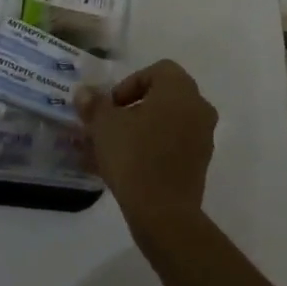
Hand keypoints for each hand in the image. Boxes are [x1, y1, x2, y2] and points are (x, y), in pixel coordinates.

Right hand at [74, 60, 215, 234]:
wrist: (163, 214)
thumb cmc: (134, 156)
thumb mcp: (104, 126)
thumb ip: (94, 105)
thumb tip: (83, 93)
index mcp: (179, 89)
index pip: (156, 71)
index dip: (129, 84)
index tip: (111, 107)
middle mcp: (198, 107)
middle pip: (162, 97)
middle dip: (134, 108)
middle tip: (111, 125)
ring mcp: (203, 137)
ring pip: (167, 123)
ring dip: (142, 129)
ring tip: (114, 148)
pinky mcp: (200, 165)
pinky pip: (173, 146)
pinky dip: (153, 149)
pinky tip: (127, 166)